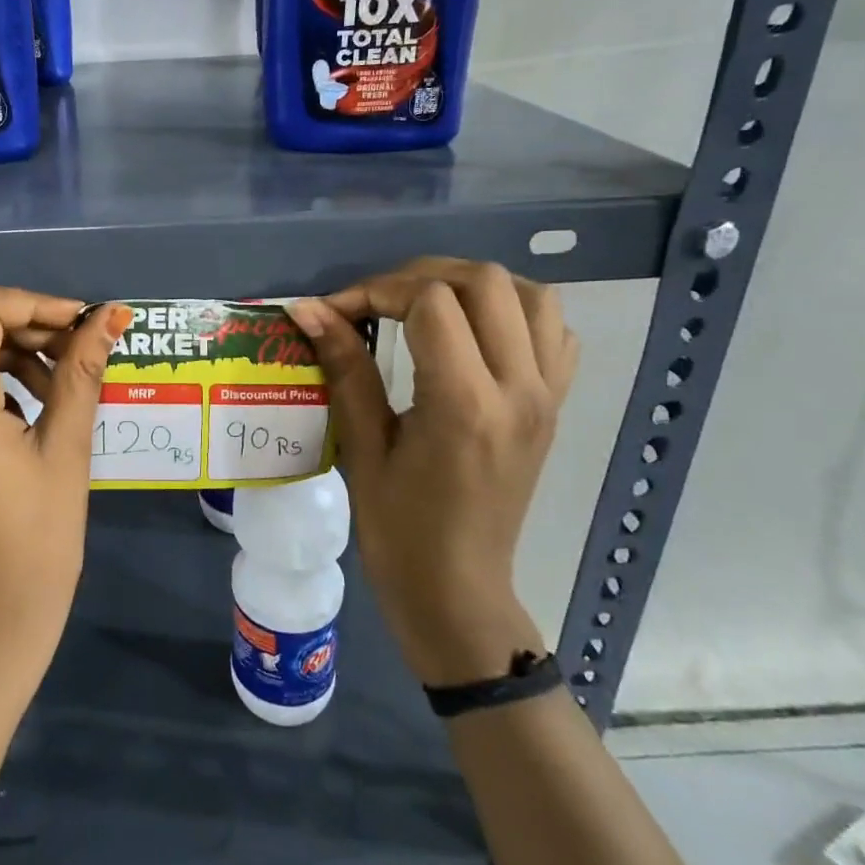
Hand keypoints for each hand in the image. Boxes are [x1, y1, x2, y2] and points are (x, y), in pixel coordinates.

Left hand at [0, 287, 131, 692]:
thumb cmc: (40, 536)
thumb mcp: (67, 447)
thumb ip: (82, 371)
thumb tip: (111, 316)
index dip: (34, 304)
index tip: (80, 325)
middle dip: (26, 326)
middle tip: (78, 351)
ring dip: (9, 351)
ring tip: (57, 383)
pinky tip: (26, 408)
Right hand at [289, 259, 577, 685]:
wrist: (457, 588)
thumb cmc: (398, 528)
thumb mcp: (362, 446)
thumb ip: (344, 367)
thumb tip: (308, 309)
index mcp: (465, 404)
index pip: (431, 302)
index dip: (375, 291)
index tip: (337, 312)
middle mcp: (519, 389)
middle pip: (485, 283)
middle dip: (419, 276)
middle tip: (375, 301)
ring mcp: (548, 396)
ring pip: (532, 295)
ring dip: (473, 286)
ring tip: (425, 305)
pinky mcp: (556, 405)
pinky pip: (554, 332)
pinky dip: (515, 312)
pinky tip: (474, 332)